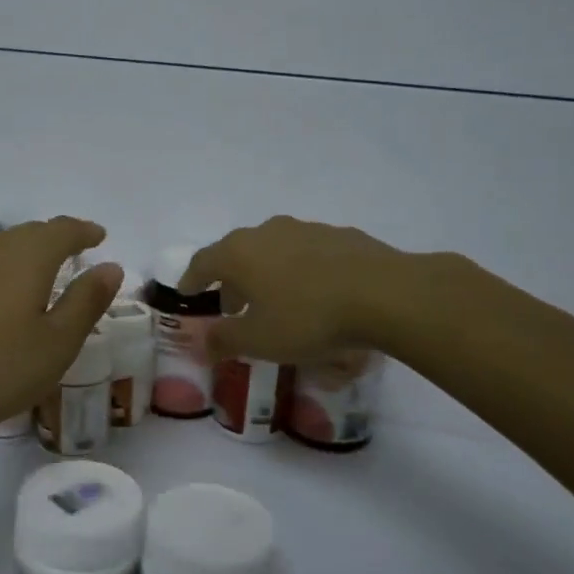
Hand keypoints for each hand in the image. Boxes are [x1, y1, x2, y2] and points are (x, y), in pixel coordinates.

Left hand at [0, 217, 122, 436]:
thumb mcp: (56, 344)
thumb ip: (86, 301)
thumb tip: (111, 266)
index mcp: (26, 259)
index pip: (62, 230)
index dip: (83, 231)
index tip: (98, 236)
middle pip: (26, 234)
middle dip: (52, 239)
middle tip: (69, 254)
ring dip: (16, 255)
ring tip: (28, 275)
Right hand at [180, 216, 407, 363]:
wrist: (385, 294)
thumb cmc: (308, 317)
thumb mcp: (259, 340)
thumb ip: (224, 341)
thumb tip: (201, 344)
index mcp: (239, 252)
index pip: (202, 262)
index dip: (191, 281)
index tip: (188, 295)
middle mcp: (268, 231)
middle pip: (238, 254)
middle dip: (232, 281)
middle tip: (233, 308)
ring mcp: (307, 229)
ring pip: (274, 251)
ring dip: (267, 275)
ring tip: (276, 304)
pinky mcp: (341, 235)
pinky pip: (308, 254)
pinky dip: (300, 272)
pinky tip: (316, 295)